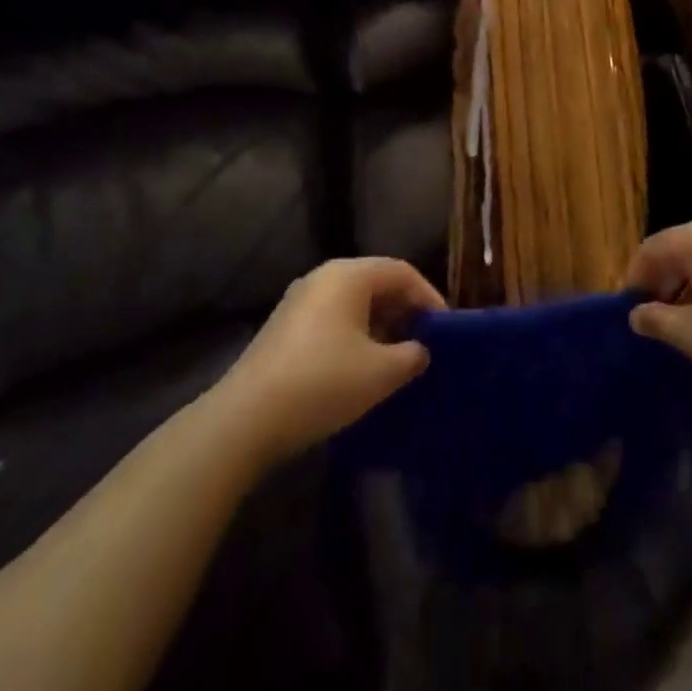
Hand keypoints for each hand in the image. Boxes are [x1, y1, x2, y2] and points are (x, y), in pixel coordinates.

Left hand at [214, 258, 445, 464]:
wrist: (246, 419)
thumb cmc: (323, 382)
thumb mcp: (381, 372)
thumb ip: (411, 355)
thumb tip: (420, 350)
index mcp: (349, 275)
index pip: (402, 272)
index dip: (429, 297)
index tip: (445, 329)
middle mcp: (323, 277)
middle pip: (376, 283)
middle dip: (404, 311)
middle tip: (425, 343)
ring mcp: (299, 301)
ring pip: (353, 303)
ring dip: (380, 326)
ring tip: (397, 359)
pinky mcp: (284, 328)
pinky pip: (333, 319)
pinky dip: (355, 335)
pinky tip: (361, 369)